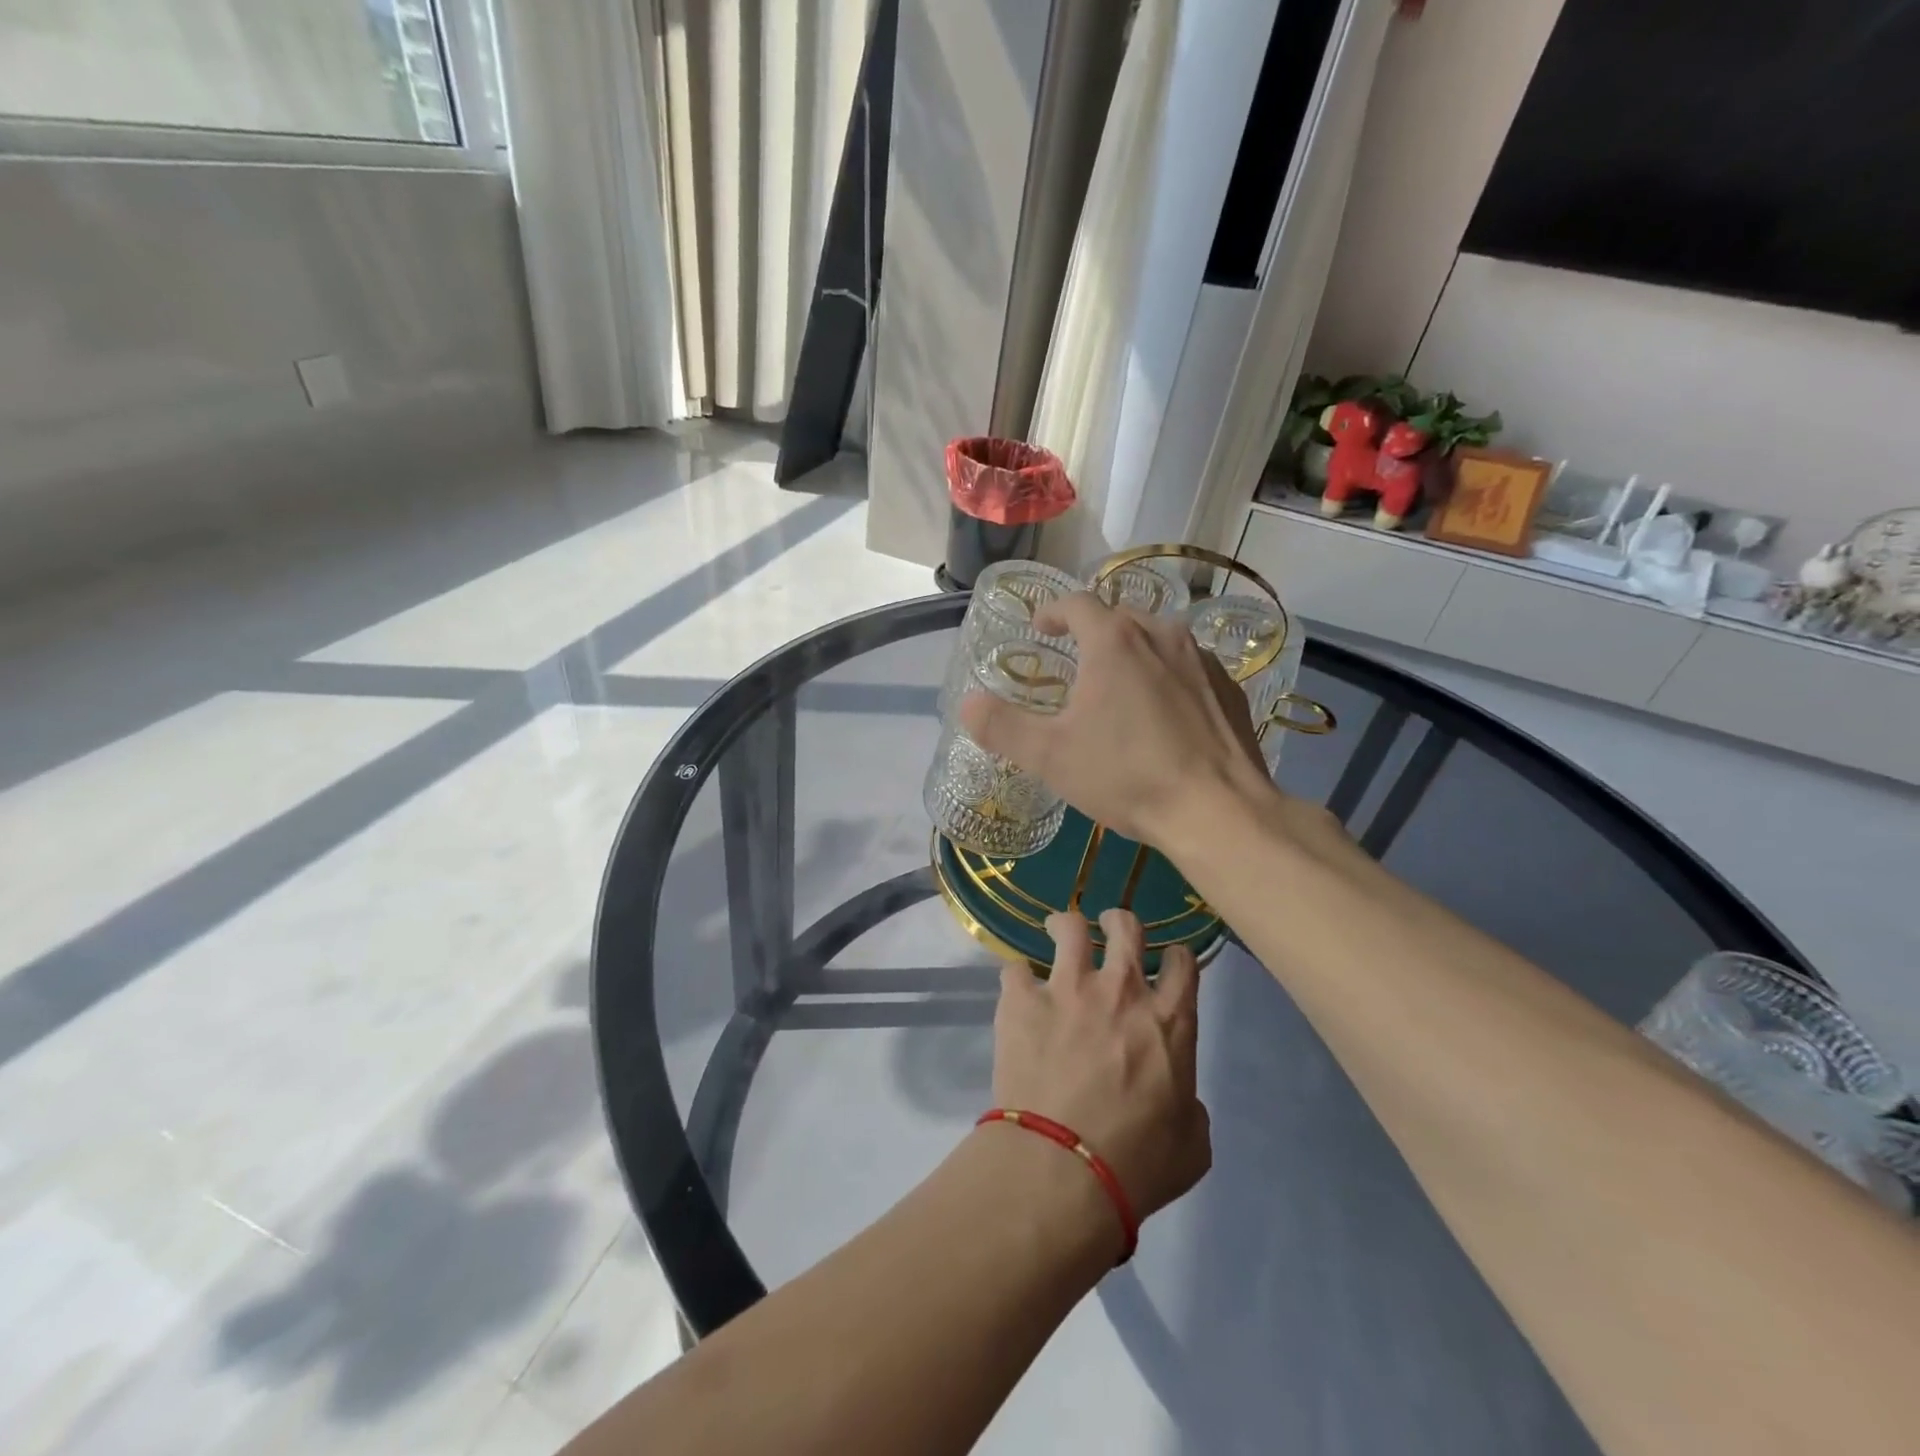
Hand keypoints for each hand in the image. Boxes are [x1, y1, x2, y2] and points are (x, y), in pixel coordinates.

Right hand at [959, 593, 1270, 848]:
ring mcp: (1202, 660)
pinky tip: (1164, 714)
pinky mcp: (1229, 688)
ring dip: (1133, 652)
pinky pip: (1188, 667)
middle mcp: (1162, 635)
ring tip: (1119, 684)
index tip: (1041, 627)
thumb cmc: (1127, 776)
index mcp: (1115, 641)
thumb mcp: (1050, 756)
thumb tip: (967, 704)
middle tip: (1076, 659)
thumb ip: (1002, 726)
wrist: (1217, 810)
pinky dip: (1168, 677)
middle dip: (1093, 631)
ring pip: (1158, 639)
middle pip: (1119, 617)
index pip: (1077, 603)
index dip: (1053, 611)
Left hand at [987, 909, 1209, 1226]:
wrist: (1063, 1168)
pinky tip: (1016, 990)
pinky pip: (1015, 968)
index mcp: (1168, 1019)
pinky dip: (1017, 977)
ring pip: (1069, 926)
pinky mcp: (1022, 999)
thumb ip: (1190, 1107)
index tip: (1164, 964)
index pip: (1182, 961)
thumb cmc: (1137, 1164)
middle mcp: (1121, 989)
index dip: (1175, 956)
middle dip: (1119, 921)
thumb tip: (1179, 1097)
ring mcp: (1068, 988)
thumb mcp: (1192, 1145)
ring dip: (1064, 926)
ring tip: (1056, 932)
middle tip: (1108, 927)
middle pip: (1126, 926)